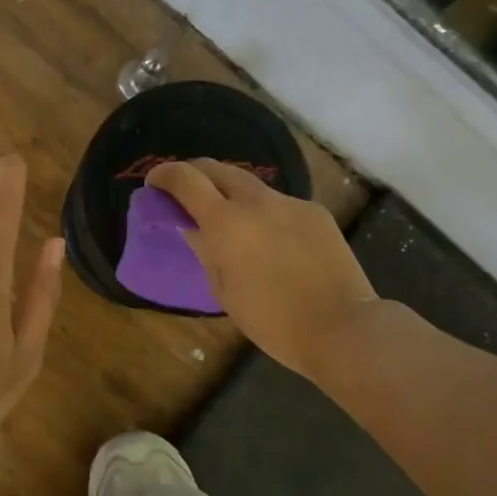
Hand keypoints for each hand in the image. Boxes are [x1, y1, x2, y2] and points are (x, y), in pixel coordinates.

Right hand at [149, 159, 378, 377]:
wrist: (342, 327)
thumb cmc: (272, 321)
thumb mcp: (224, 290)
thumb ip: (205, 251)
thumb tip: (191, 228)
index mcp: (226, 223)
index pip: (186, 179)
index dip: (165, 174)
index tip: (154, 183)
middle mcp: (256, 202)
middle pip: (218, 168)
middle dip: (196, 174)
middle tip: (186, 194)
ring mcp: (289, 203)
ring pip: (251, 185)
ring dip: (230, 193)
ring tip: (229, 219)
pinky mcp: (315, 212)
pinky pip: (279, 204)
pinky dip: (264, 213)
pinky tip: (271, 241)